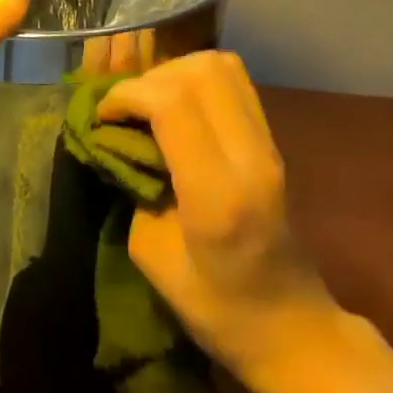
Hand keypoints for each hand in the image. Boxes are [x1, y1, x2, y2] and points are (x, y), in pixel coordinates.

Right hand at [98, 52, 336, 378]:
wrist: (289, 325)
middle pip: (202, 71)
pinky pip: (235, 85)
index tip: (102, 116)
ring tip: (149, 105)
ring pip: (223, 67)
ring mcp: (269, 146)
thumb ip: (136, 186)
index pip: (173, 104)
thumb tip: (120, 141)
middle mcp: (251, 158)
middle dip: (150, 79)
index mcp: (217, 194)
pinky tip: (175, 111)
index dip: (128, 95)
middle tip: (125, 109)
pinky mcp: (272, 144)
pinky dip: (197, 82)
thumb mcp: (151, 253)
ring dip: (176, 73)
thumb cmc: (214, 307)